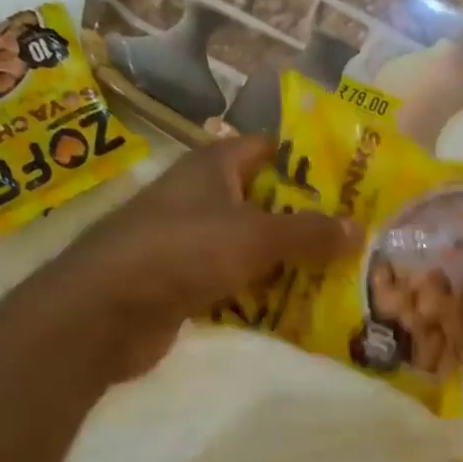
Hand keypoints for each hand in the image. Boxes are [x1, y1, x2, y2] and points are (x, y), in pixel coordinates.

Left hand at [29, 135, 355, 388]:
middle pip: (268, 202)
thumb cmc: (180, 252)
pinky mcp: (187, 284)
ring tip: (343, 274)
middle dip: (310, 220)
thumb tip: (359, 229)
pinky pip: (239, 283)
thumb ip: (309, 233)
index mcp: (214, 167)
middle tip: (359, 236)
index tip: (354, 180)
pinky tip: (302, 310)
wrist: (103, 312)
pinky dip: (265, 294)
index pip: (270, 149)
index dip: (310, 160)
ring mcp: (193, 243)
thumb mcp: (254, 236)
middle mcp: (203, 198)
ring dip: (292, 262)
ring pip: (255, 247)